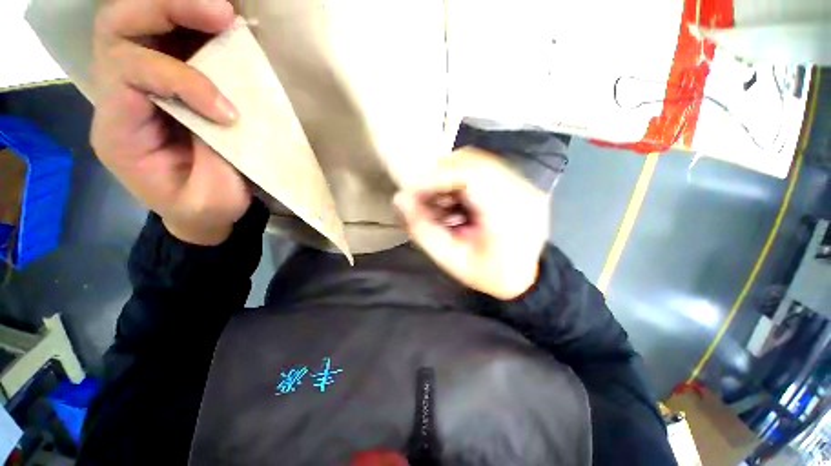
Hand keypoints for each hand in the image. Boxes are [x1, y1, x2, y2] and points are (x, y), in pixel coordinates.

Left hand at [91, 0, 249, 244]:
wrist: (200, 209)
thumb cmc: (204, 208)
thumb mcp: (211, 198)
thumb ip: (214, 154)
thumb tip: (231, 110)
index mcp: (119, 131)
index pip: (129, 75)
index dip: (183, 80)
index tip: (230, 111)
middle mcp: (118, 95)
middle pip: (118, 27)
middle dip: (165, 10)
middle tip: (220, 15)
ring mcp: (140, 81)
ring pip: (136, 20)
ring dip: (179, 7)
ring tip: (225, 14)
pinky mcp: (167, 77)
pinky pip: (167, 33)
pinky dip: (193, 21)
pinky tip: (224, 25)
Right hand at [394, 148, 548, 299]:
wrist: (526, 279)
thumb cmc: (488, 275)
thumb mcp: (451, 260)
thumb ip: (422, 229)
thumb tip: (400, 199)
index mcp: (507, 212)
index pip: (468, 174)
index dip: (434, 178)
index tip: (412, 193)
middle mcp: (520, 189)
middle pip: (472, 161)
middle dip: (439, 176)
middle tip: (423, 198)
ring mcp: (523, 183)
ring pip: (476, 161)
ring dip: (449, 177)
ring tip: (439, 203)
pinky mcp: (518, 183)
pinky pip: (482, 168)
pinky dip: (460, 180)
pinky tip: (455, 202)